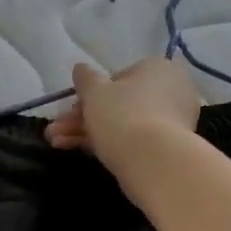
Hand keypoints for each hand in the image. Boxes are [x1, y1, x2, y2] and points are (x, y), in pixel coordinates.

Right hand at [44, 59, 201, 198]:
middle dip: (83, 117)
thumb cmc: (123, 115)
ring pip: (124, 124)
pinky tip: (79, 152)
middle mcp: (172, 91)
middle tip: (57, 131)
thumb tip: (81, 68)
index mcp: (159, 68)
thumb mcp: (95, 91)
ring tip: (57, 144)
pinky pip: (135, 141)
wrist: (153, 162)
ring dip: (87, 132)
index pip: (120, 77)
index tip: (71, 108)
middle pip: (120, 103)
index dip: (91, 93)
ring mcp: (173, 122)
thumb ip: (85, 78)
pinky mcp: (169, 149)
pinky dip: (108, 145)